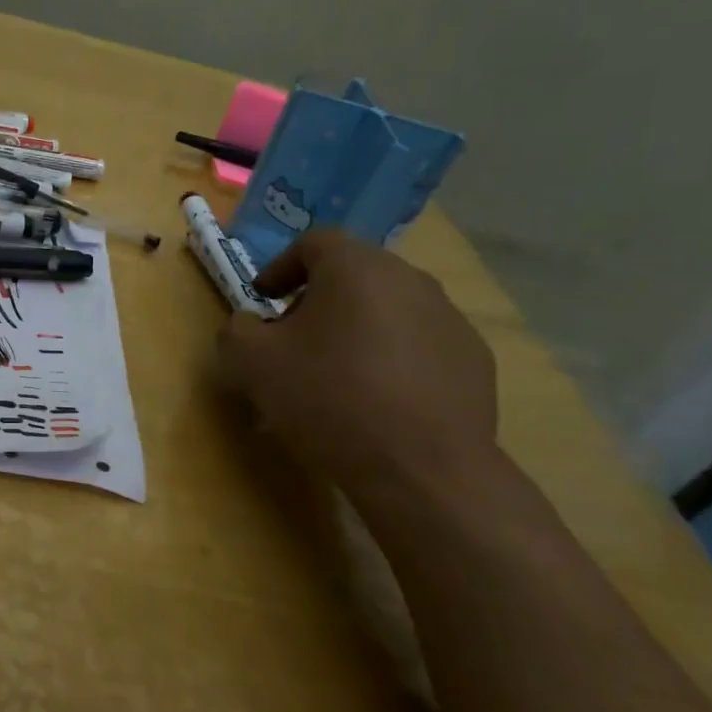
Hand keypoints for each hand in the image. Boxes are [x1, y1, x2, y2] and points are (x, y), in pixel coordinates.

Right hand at [217, 230, 498, 501]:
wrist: (421, 468)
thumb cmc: (327, 398)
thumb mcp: (251, 362)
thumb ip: (237, 330)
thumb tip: (249, 325)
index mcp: (356, 267)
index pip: (314, 243)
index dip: (281, 267)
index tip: (263, 299)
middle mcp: (410, 279)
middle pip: (353, 274)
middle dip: (317, 300)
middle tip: (293, 339)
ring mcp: (450, 318)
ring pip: (388, 309)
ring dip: (356, 329)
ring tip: (336, 374)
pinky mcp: (474, 359)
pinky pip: (419, 344)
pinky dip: (392, 358)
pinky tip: (378, 400)